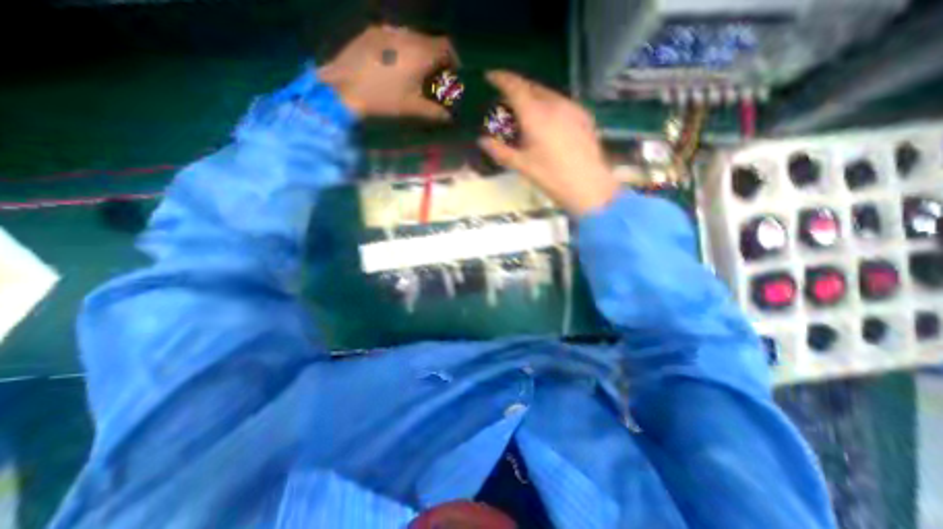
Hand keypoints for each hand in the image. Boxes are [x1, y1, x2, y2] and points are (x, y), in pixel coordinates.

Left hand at [318, 24, 457, 119]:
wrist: (345, 88)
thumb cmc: (384, 99)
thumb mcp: (413, 108)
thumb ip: (435, 112)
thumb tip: (449, 117)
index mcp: (420, 53)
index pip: (447, 47)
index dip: (453, 59)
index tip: (453, 73)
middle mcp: (407, 35)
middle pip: (430, 40)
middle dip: (436, 57)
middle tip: (434, 75)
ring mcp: (387, 30)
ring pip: (412, 37)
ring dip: (419, 51)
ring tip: (415, 70)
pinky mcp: (371, 32)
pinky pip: (394, 36)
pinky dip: (402, 48)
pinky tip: (395, 64)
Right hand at [479, 69, 619, 215]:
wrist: (588, 185)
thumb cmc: (551, 177)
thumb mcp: (522, 165)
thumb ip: (500, 151)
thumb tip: (482, 141)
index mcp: (536, 114)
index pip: (515, 86)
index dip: (501, 78)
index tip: (491, 76)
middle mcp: (554, 103)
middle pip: (532, 86)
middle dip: (517, 87)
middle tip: (505, 99)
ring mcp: (571, 107)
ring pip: (548, 93)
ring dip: (533, 96)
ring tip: (525, 111)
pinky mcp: (583, 115)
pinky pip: (561, 102)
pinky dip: (548, 104)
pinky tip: (546, 121)